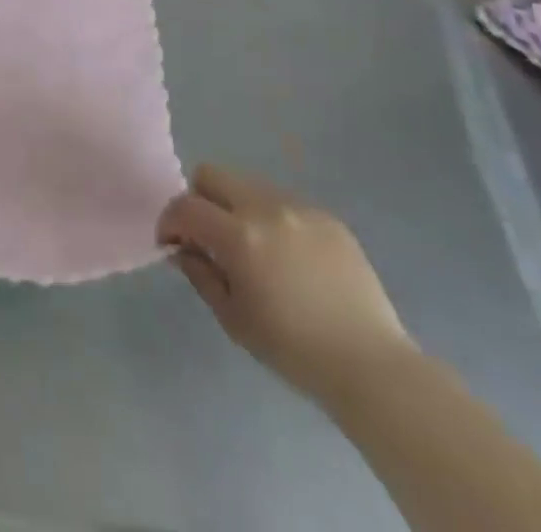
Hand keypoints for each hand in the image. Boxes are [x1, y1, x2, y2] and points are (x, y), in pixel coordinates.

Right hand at [157, 165, 416, 404]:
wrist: (371, 365)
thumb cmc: (294, 350)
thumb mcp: (234, 319)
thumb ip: (201, 274)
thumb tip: (182, 247)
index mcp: (240, 236)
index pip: (185, 206)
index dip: (169, 221)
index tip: (171, 243)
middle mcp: (266, 208)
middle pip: (212, 174)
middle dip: (199, 200)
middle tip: (208, 238)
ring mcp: (300, 207)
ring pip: (247, 184)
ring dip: (236, 207)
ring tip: (252, 248)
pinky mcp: (327, 216)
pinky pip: (283, 202)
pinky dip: (272, 219)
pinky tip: (289, 258)